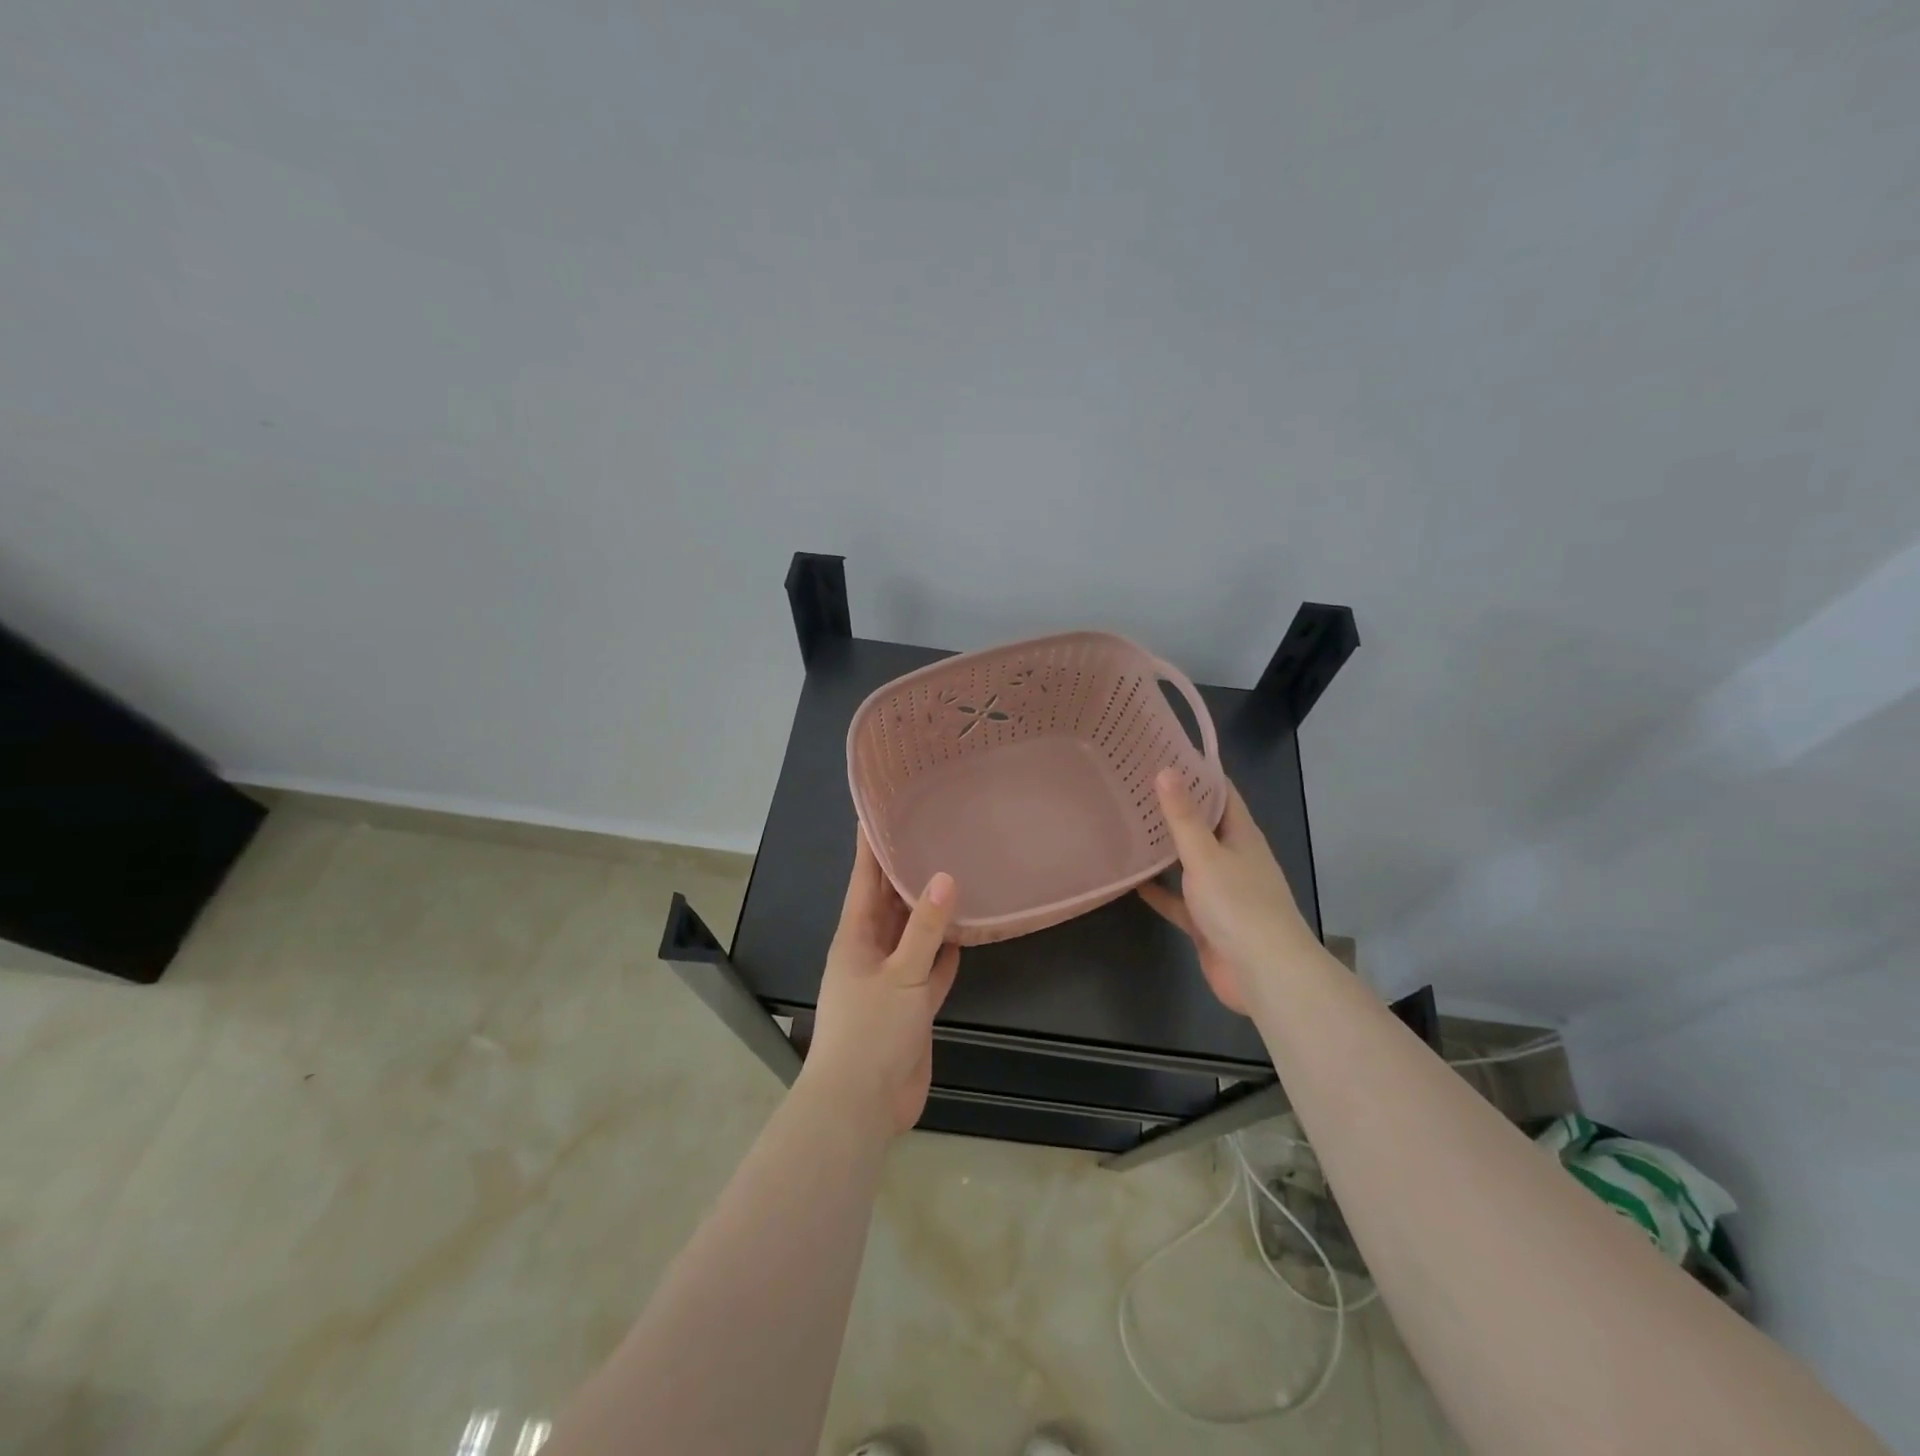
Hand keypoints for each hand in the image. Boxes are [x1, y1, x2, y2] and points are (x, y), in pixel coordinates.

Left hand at [805, 832, 960, 1133]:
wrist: (862, 1106)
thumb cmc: (870, 1032)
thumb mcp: (900, 975)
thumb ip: (925, 929)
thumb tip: (945, 877)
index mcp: (855, 937)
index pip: (864, 880)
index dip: (871, 846)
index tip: (880, 812)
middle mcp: (871, 951)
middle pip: (890, 903)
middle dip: (905, 873)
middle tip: (932, 834)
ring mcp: (891, 980)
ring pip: (912, 935)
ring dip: (929, 912)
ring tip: (954, 875)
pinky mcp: (911, 1006)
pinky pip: (930, 969)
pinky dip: (945, 953)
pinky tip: (965, 934)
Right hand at [1138, 769, 1317, 1014]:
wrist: (1263, 974)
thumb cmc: (1238, 905)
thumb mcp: (1206, 855)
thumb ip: (1183, 817)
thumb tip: (1167, 769)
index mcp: (1242, 836)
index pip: (1222, 793)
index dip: (1198, 772)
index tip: (1165, 753)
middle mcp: (1234, 858)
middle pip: (1204, 825)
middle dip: (1175, 808)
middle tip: (1135, 786)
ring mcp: (1221, 891)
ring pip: (1189, 862)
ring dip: (1165, 848)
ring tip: (1129, 825)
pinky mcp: (1207, 920)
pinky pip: (1179, 899)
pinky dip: (1159, 890)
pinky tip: (1132, 880)